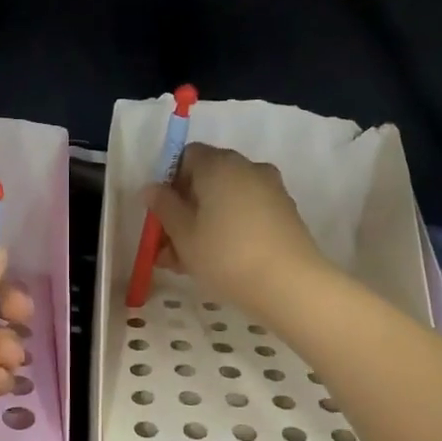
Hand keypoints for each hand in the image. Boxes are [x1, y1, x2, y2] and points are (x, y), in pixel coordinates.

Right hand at [146, 144, 330, 320]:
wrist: (290, 284)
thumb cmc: (225, 254)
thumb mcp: (183, 234)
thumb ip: (164, 207)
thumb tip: (151, 189)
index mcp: (219, 164)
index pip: (187, 156)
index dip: (169, 181)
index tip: (162, 213)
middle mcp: (247, 168)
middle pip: (207, 179)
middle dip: (185, 208)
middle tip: (168, 244)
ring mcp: (270, 190)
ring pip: (226, 200)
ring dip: (204, 223)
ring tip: (187, 262)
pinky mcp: (284, 213)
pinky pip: (246, 213)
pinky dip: (229, 229)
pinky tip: (217, 261)